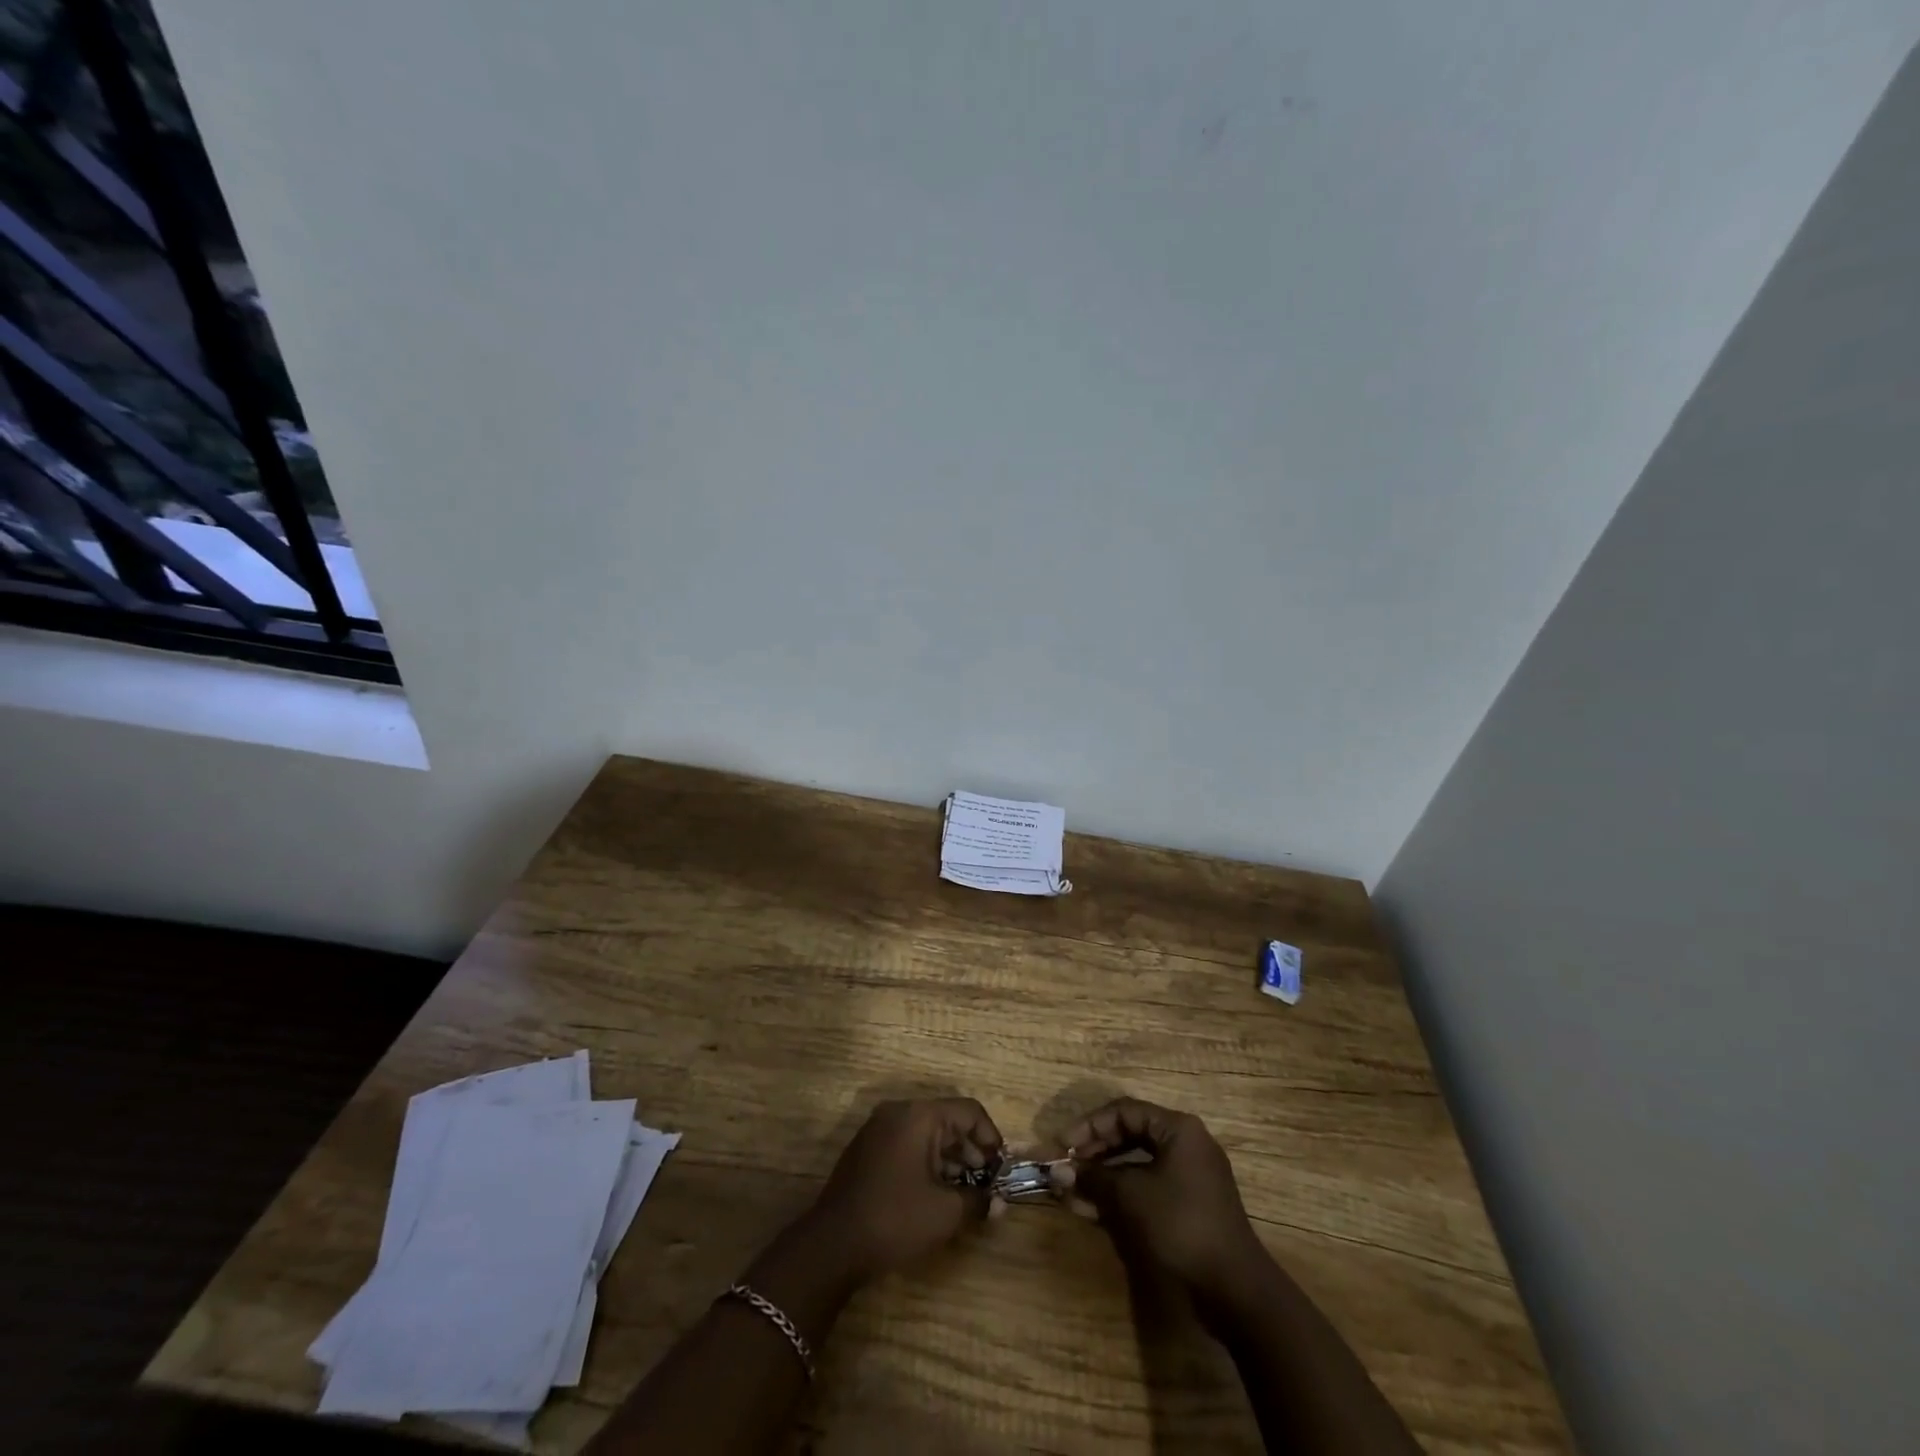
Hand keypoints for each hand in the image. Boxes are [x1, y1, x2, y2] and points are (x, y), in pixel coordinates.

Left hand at [810, 1098, 1002, 1280]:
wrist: (832, 1245)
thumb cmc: (895, 1219)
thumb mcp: (944, 1213)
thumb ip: (978, 1201)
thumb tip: (1000, 1204)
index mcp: (919, 1115)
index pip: (969, 1111)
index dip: (991, 1138)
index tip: (1001, 1169)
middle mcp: (899, 1111)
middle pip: (948, 1120)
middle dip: (971, 1151)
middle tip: (986, 1185)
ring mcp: (879, 1128)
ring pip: (927, 1133)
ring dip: (950, 1159)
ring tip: (964, 1194)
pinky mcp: (867, 1149)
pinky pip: (907, 1144)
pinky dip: (927, 1162)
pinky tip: (935, 1193)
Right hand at [1058, 1097, 1266, 1299]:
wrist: (1235, 1290)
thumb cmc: (1181, 1225)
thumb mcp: (1131, 1196)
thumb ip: (1093, 1177)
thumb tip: (1058, 1171)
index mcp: (1177, 1129)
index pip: (1124, 1112)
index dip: (1089, 1126)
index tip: (1062, 1147)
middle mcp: (1185, 1144)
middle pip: (1129, 1135)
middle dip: (1094, 1152)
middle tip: (1066, 1168)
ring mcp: (1189, 1177)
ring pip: (1135, 1166)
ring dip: (1103, 1177)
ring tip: (1071, 1194)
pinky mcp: (1187, 1207)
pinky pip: (1146, 1189)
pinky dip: (1120, 1196)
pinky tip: (1092, 1211)